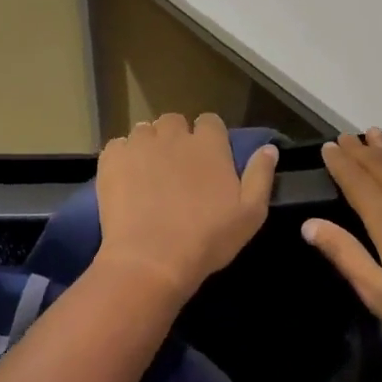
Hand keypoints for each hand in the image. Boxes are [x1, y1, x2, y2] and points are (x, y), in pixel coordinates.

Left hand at [96, 112, 277, 300]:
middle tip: (176, 167)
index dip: (209, 137)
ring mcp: (140, 144)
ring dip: (149, 145)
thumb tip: (269, 148)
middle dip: (176, 138)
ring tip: (148, 173)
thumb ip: (260, 175)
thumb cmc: (208, 238)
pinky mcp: (112, 159)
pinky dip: (123, 158)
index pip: (210, 121)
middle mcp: (174, 135)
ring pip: (145, 131)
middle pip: (174, 121)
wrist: (151, 259)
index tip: (207, 159)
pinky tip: (126, 180)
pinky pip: (118, 146)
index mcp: (209, 144)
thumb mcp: (250, 213)